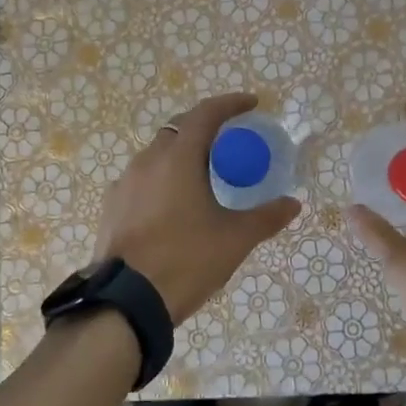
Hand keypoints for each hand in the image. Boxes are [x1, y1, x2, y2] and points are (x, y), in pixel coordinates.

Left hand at [95, 94, 301, 324]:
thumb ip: (266, 217)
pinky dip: (162, 178)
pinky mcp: (112, 205)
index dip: (230, 104)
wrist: (126, 302)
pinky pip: (142, 178)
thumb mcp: (234, 240)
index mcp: (178, 158)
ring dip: (181, 154)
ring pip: (157, 153)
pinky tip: (173, 204)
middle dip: (204, 127)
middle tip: (228, 141)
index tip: (251, 104)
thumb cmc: (185, 260)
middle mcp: (148, 160)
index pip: (206, 114)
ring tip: (202, 175)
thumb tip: (293, 204)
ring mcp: (125, 182)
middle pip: (178, 129)